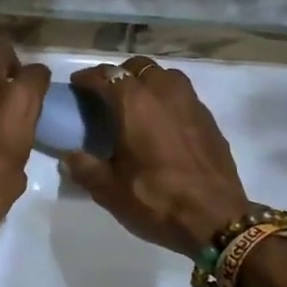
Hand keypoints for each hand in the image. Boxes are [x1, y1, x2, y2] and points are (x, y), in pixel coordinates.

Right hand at [62, 56, 251, 255]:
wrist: (217, 219)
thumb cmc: (157, 200)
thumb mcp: (109, 190)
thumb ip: (84, 167)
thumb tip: (69, 156)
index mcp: (134, 103)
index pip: (105, 76)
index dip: (87, 78)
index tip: (76, 85)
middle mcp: (163, 92)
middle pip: (137, 67)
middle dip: (119, 75)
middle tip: (106, 95)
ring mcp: (191, 103)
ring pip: (165, 76)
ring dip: (147, 81)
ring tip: (136, 104)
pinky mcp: (209, 119)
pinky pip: (183, 95)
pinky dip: (168, 99)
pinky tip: (163, 122)